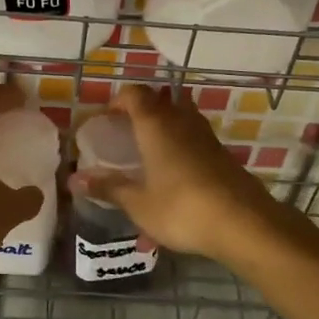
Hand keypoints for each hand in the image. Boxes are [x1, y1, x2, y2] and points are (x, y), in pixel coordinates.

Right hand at [83, 86, 284, 263]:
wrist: (244, 223)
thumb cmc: (182, 209)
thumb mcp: (138, 203)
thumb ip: (108, 187)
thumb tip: (74, 180)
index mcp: (156, 126)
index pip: (135, 94)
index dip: (118, 100)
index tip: (105, 118)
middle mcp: (183, 122)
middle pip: (160, 102)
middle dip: (141, 114)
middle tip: (125, 135)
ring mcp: (207, 138)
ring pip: (181, 121)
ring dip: (163, 131)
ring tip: (147, 156)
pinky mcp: (223, 156)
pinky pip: (195, 143)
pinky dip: (180, 152)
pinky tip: (173, 181)